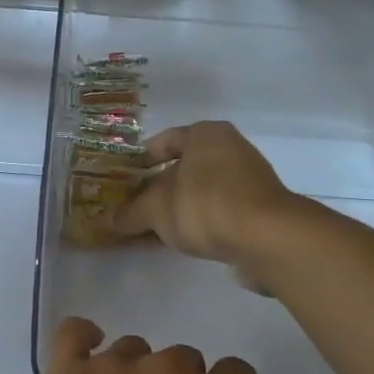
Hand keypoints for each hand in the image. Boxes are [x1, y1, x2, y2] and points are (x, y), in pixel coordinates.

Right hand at [114, 121, 296, 268]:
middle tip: (138, 205)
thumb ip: (130, 213)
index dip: (142, 159)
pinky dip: (204, 221)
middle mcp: (232, 148)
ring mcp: (251, 179)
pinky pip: (222, 210)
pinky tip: (188, 240)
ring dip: (183, 206)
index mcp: (206, 134)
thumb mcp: (156, 209)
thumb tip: (106, 221)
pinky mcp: (262, 209)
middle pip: (187, 165)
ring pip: (204, 189)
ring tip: (159, 227)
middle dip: (161, 186)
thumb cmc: (205, 205)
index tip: (125, 179)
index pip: (167, 139)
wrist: (267, 238)